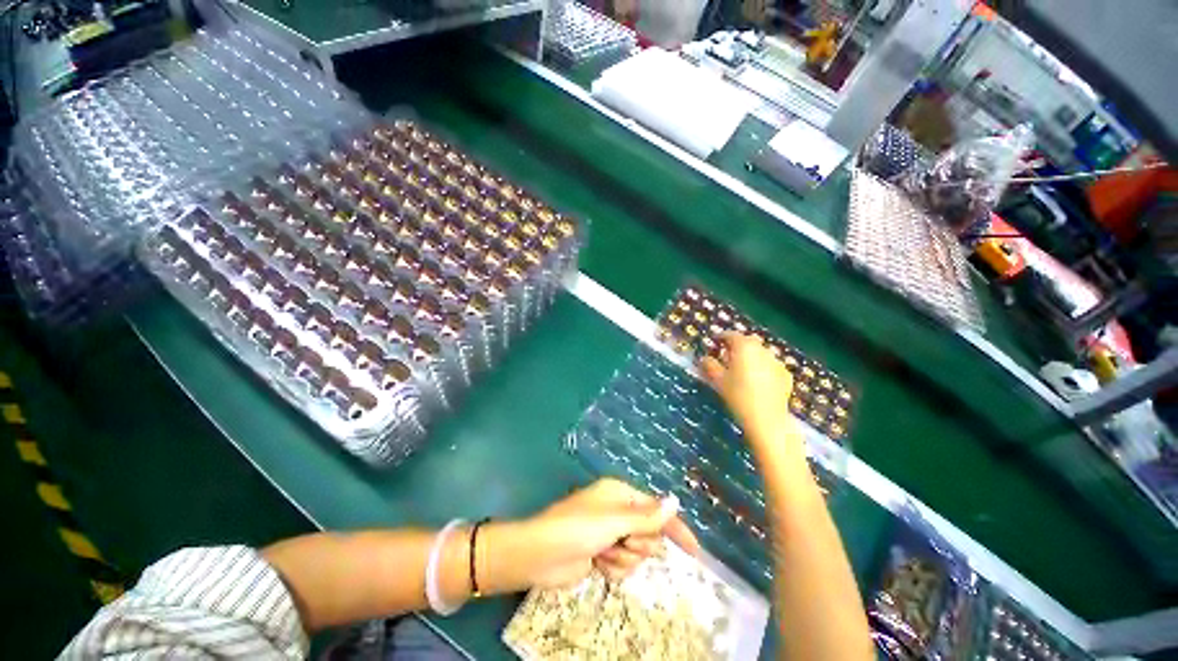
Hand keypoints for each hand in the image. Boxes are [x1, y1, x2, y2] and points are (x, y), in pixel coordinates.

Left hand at [506, 478, 699, 588]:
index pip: (657, 510)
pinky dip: (613, 568)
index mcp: (621, 494)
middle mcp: (618, 511)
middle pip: (649, 534)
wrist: (540, 555)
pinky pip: (623, 566)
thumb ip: (648, 515)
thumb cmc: (577, 529)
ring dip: (623, 558)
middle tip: (621, 541)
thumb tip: (675, 500)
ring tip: (603, 553)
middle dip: (638, 543)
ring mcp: (610, 534)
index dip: (675, 528)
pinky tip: (597, 564)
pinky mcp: (603, 554)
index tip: (694, 551)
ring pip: (637, 554)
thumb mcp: (615, 521)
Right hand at [700, 333, 795, 443]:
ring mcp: (776, 361)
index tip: (714, 342)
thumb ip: (709, 365)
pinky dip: (763, 368)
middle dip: (737, 345)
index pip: (730, 335)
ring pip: (760, 353)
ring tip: (742, 369)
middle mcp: (762, 349)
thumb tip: (704, 358)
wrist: (766, 418)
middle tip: (727, 355)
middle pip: (747, 341)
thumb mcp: (718, 379)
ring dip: (751, 356)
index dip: (720, 337)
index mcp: (744, 347)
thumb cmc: (737, 395)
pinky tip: (758, 380)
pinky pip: (770, 365)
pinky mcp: (785, 375)